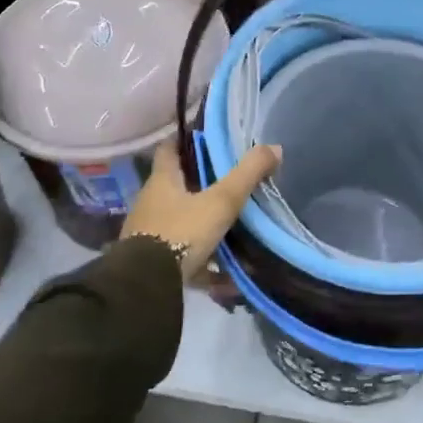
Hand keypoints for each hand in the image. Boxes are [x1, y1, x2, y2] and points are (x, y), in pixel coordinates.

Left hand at [122, 139, 281, 281]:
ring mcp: (149, 233)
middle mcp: (151, 203)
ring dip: (203, 224)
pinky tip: (227, 277)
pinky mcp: (152, 263)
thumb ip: (247, 174)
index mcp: (162, 181)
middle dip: (201, 184)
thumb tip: (275, 147)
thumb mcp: (221, 201)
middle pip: (176, 186)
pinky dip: (204, 263)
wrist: (146, 285)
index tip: (205, 137)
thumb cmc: (181, 232)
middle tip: (231, 182)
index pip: (169, 149)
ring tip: (234, 228)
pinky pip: (183, 256)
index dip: (184, 140)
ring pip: (180, 221)